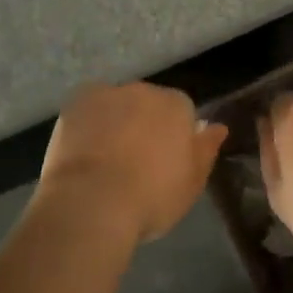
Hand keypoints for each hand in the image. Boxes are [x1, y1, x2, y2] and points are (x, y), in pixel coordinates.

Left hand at [37, 83, 227, 245]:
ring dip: (116, 122)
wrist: (92, 202)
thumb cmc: (152, 197)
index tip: (165, 162)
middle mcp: (144, 90)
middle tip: (136, 161)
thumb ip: (206, 150)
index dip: (173, 136)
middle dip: (144, 124)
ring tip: (105, 160)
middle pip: (148, 103)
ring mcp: (107, 94)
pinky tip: (83, 152)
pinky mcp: (75, 103)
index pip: (182, 112)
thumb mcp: (192, 183)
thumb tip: (217, 127)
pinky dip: (88, 124)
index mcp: (177, 106)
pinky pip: (88, 110)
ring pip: (117, 105)